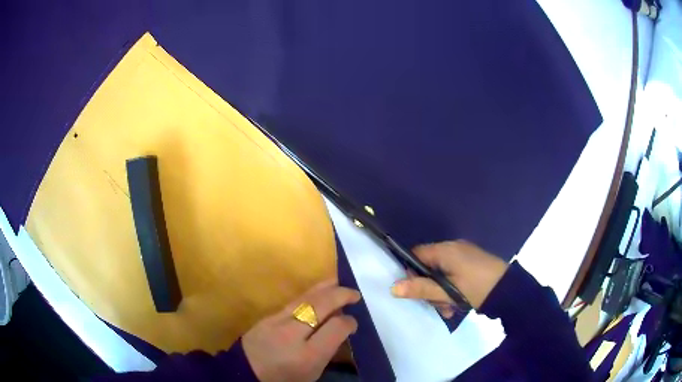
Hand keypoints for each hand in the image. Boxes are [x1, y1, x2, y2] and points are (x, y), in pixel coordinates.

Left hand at [242, 279, 360, 381]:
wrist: (246, 372)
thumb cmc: (284, 378)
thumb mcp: (312, 373)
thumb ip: (328, 350)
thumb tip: (339, 327)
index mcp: (308, 356)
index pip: (335, 328)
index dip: (349, 322)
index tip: (353, 322)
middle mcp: (292, 335)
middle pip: (320, 306)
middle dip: (341, 296)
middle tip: (354, 294)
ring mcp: (276, 322)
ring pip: (305, 298)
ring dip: (325, 288)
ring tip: (339, 282)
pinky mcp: (267, 316)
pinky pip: (293, 301)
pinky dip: (310, 294)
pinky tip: (317, 291)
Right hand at [390, 240, 507, 314]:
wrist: (509, 290)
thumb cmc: (477, 288)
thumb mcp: (447, 292)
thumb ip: (420, 289)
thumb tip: (393, 288)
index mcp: (445, 250)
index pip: (416, 254)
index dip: (410, 272)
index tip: (415, 291)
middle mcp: (453, 248)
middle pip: (429, 266)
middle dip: (429, 288)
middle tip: (438, 305)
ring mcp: (464, 255)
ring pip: (441, 273)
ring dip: (441, 292)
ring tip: (449, 309)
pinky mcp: (472, 262)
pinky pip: (453, 274)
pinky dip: (452, 288)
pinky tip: (457, 304)